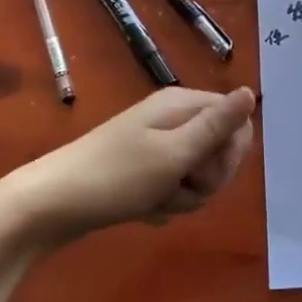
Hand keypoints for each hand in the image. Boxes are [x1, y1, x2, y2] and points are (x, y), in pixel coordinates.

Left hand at [0, 87, 256, 250]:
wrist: (50, 205)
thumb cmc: (117, 177)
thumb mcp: (175, 154)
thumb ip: (217, 126)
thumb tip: (251, 91)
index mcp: (182, 105)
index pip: (237, 122)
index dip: (231, 152)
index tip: (205, 171)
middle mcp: (173, 118)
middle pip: (220, 148)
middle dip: (208, 178)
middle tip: (179, 188)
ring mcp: (158, 144)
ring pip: (199, 173)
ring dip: (186, 195)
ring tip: (157, 202)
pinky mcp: (145, 169)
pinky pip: (176, 185)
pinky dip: (167, 201)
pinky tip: (147, 211)